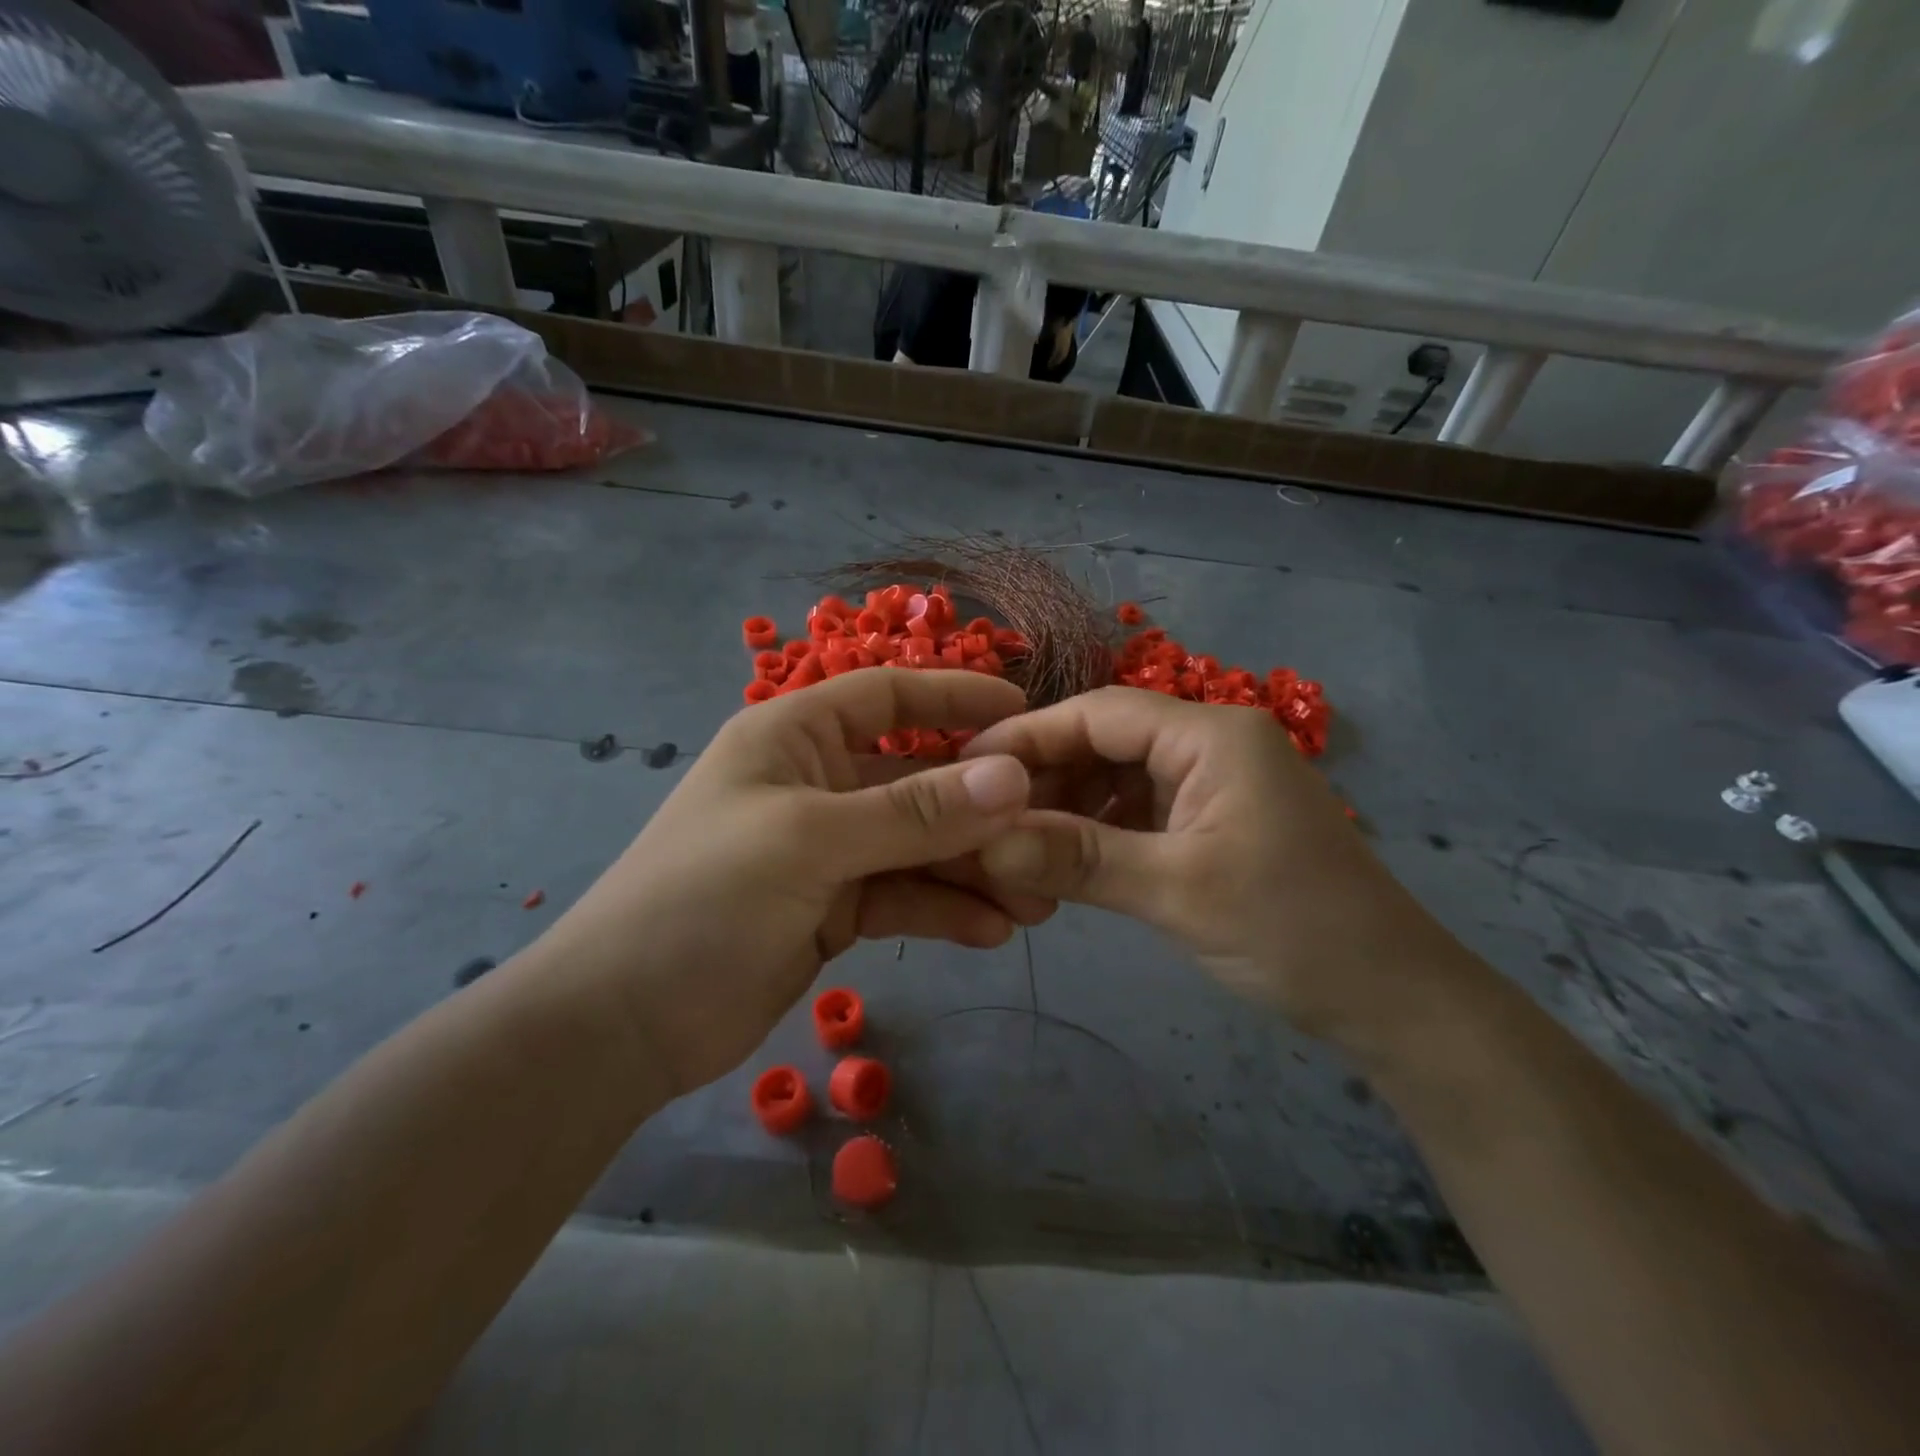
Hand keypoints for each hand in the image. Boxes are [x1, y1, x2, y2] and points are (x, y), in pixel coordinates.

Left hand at [536, 670, 1051, 1097]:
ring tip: (1036, 899)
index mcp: (794, 737)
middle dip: (979, 808)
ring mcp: (826, 850)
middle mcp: (815, 783)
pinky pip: (901, 895)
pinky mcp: (832, 907)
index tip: (1025, 717)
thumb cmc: (702, 899)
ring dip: (972, 869)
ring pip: (917, 845)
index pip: (888, 696)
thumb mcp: (810, 842)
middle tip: (1048, 834)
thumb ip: (915, 812)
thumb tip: (1012, 777)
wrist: (622, 1024)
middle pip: (915, 780)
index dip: (955, 700)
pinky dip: (943, 909)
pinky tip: (991, 932)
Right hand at [966, 687, 1452, 1039]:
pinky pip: (1138, 812)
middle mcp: (1210, 744)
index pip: (1099, 713)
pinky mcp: (1213, 822)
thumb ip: (1076, 858)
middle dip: (1045, 778)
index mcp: (1211, 735)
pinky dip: (1098, 833)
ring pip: (1117, 779)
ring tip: (1016, 848)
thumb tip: (984, 841)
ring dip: (1068, 810)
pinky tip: (1062, 863)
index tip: (965, 767)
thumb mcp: (1176, 891)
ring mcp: (1213, 784)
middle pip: (1105, 741)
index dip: (1028, 736)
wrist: (1392, 999)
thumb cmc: (1293, 930)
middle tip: (984, 819)